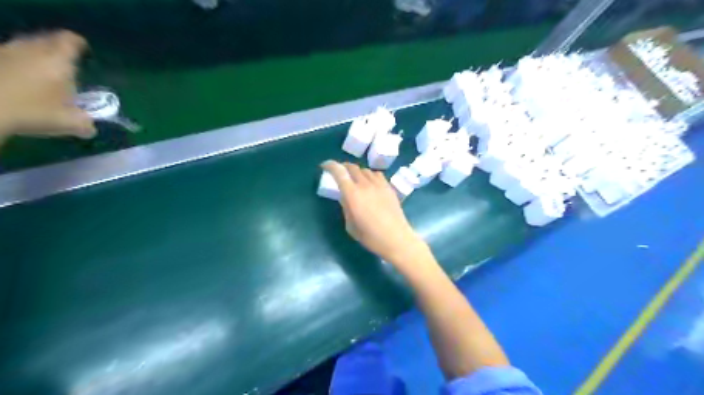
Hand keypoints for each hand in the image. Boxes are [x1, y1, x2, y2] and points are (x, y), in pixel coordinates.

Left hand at [0, 29, 94, 138]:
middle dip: (56, 50)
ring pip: (25, 47)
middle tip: (66, 64)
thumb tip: (90, 125)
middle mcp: (31, 49)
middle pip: (46, 40)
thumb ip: (84, 122)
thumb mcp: (69, 123)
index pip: (71, 41)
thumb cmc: (32, 111)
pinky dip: (17, 64)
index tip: (84, 51)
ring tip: (42, 74)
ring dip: (35, 57)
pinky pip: (8, 57)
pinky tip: (20, 81)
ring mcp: (3, 52)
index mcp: (58, 60)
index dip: (79, 44)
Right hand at [320, 160, 427, 264]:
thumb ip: (346, 208)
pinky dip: (369, 175)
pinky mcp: (389, 188)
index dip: (330, 165)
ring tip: (354, 179)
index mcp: (353, 194)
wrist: (396, 239)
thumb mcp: (350, 226)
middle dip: (343, 167)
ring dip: (357, 171)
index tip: (324, 166)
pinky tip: (370, 183)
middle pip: (352, 167)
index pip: (339, 172)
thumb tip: (344, 197)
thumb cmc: (371, 237)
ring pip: (365, 170)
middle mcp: (365, 185)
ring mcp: (379, 184)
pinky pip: (377, 174)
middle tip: (339, 173)